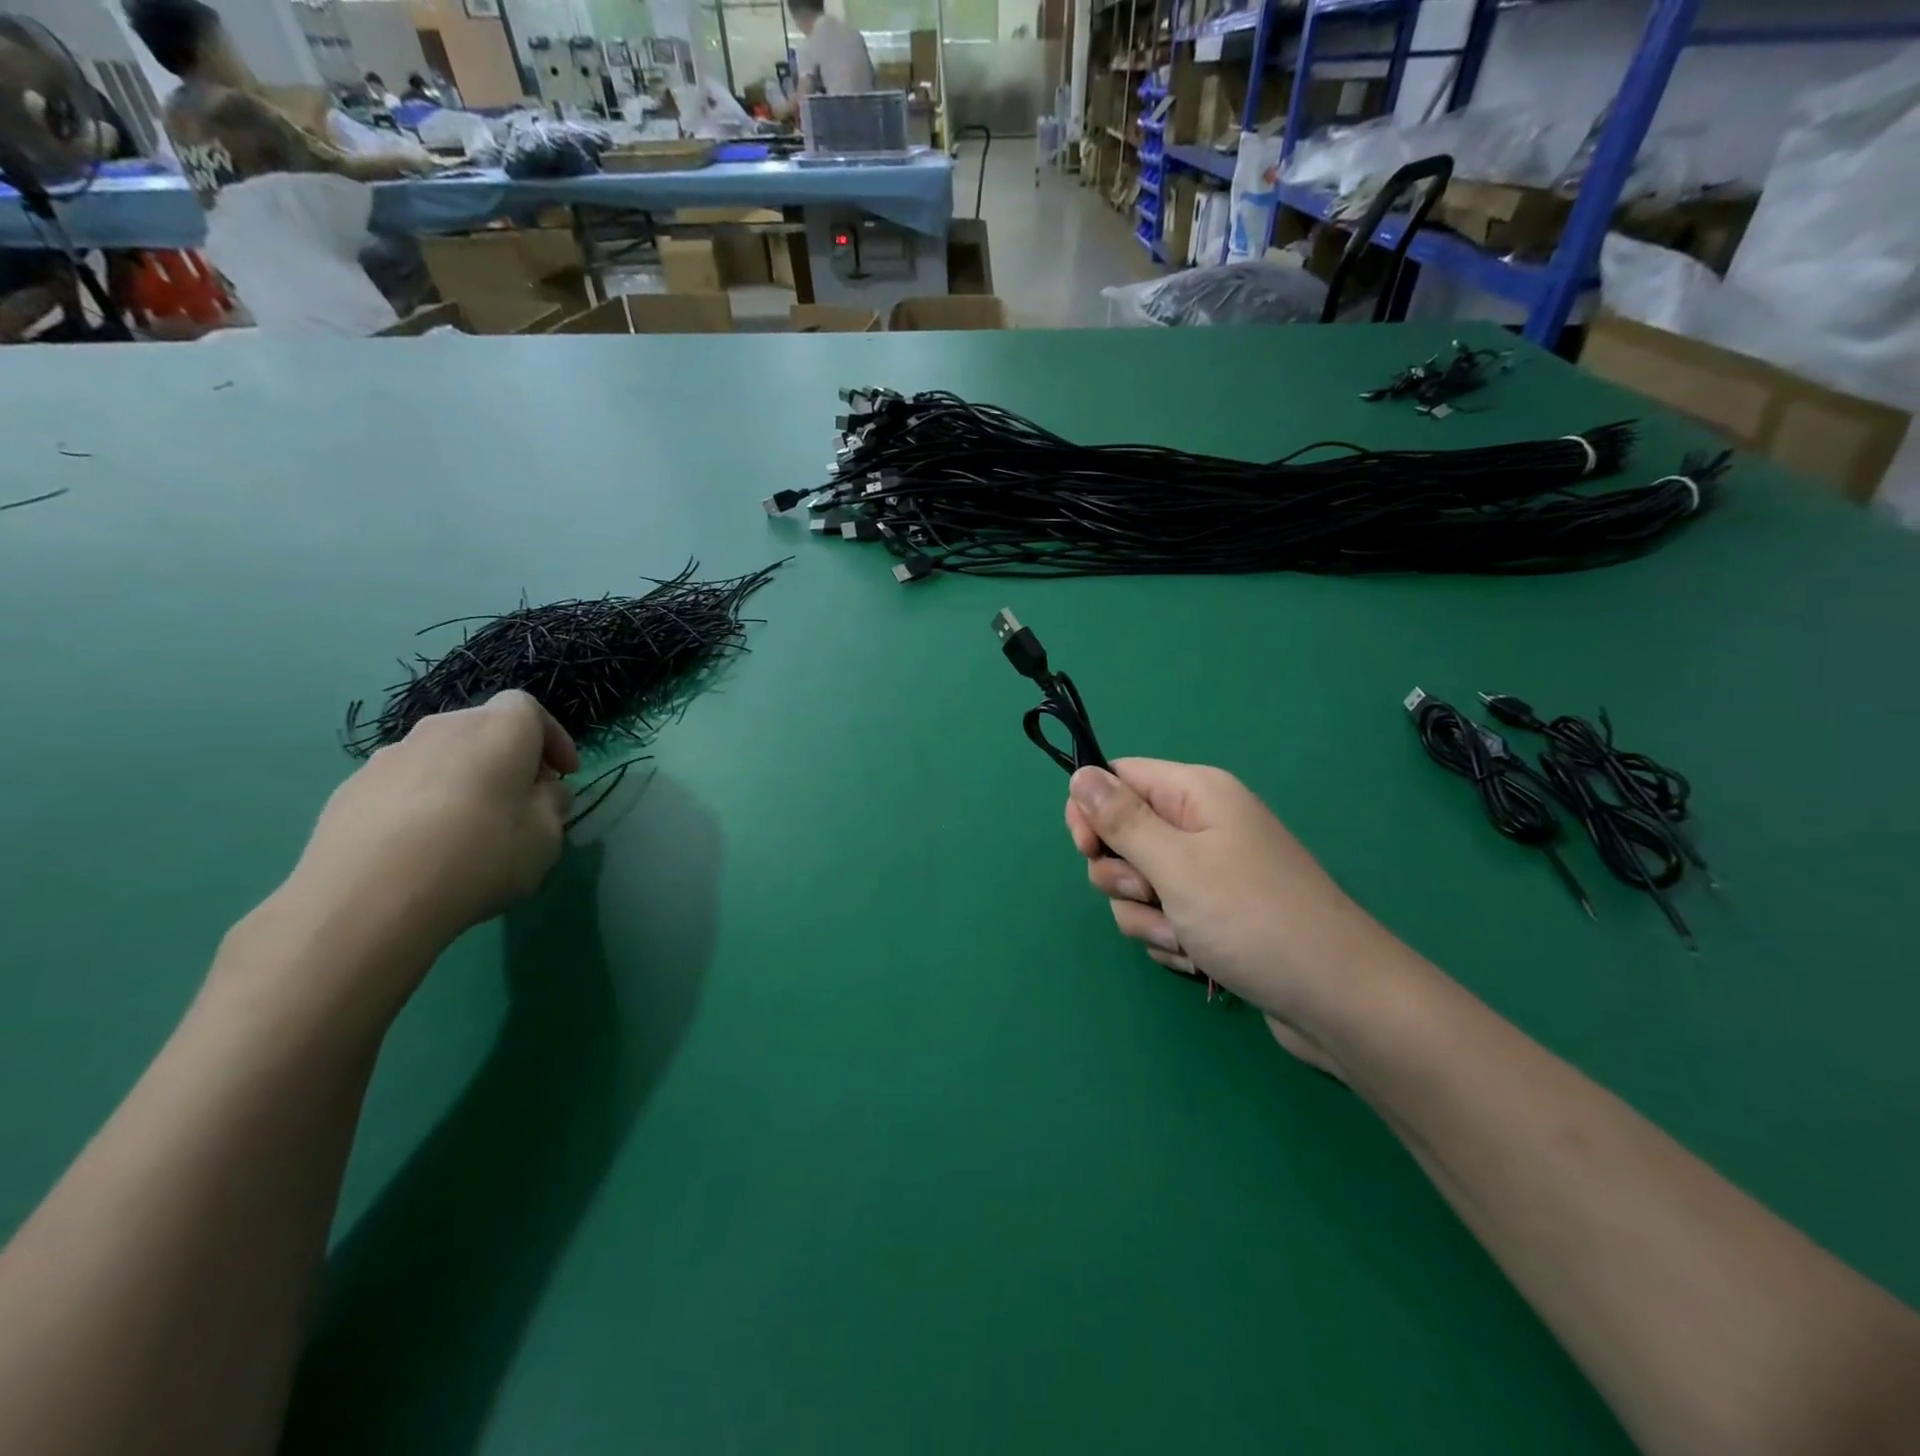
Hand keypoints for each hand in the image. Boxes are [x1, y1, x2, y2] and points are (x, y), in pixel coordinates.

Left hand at [286, 691, 577, 956]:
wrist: (366, 900)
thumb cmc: (480, 856)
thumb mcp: (547, 836)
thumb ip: (551, 804)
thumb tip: (540, 792)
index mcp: (498, 729)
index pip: (528, 709)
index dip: (552, 738)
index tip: (563, 774)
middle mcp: (442, 728)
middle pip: (483, 730)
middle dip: (507, 759)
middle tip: (521, 801)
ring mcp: (388, 757)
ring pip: (441, 758)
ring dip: (462, 781)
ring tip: (467, 830)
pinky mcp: (348, 791)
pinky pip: (403, 786)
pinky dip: (421, 805)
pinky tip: (422, 848)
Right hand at [1065, 760, 1408, 1072]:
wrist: (1335, 999)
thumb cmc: (1251, 918)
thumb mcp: (1174, 864)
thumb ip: (1120, 819)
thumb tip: (1080, 774)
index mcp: (1195, 793)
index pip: (1118, 777)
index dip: (1092, 810)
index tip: (1087, 849)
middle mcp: (1201, 825)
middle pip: (1123, 836)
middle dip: (1123, 877)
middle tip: (1151, 895)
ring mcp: (1209, 872)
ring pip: (1137, 885)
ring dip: (1147, 917)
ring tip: (1185, 939)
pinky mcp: (1214, 913)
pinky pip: (1163, 916)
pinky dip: (1169, 938)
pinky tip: (1198, 958)